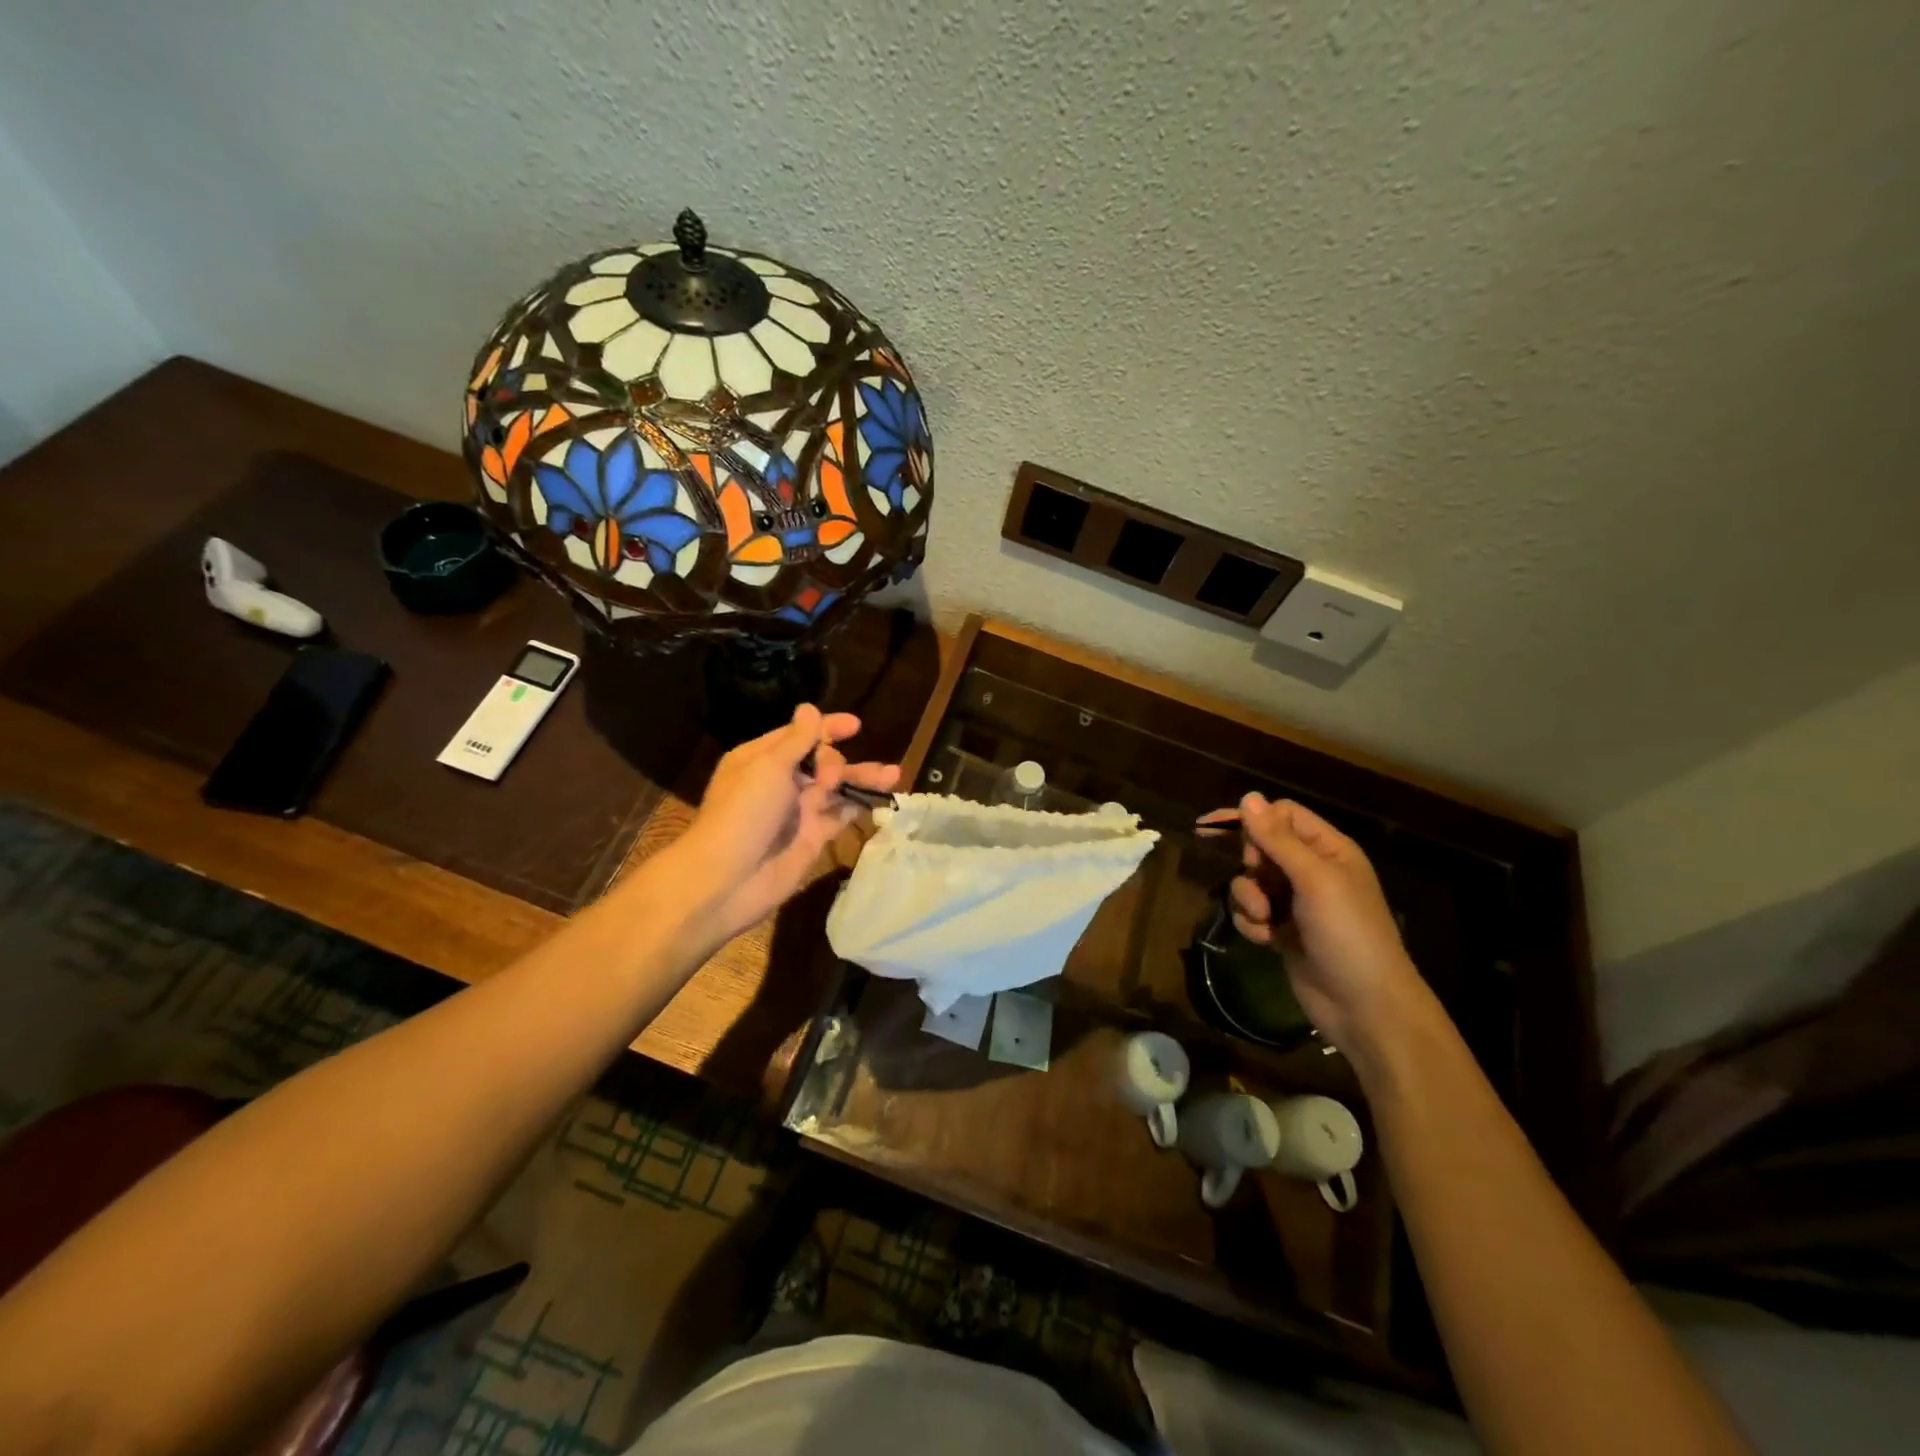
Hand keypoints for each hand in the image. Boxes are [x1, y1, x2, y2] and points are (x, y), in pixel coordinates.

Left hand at [674, 704, 900, 943]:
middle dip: (837, 761)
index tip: (855, 725)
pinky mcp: (813, 837)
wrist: (728, 879)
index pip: (799, 735)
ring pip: (837, 788)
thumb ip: (797, 740)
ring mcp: (798, 811)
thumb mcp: (768, 767)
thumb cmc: (744, 813)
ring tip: (895, 774)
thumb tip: (809, 708)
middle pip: (821, 761)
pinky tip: (883, 799)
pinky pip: (841, 816)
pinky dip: (860, 806)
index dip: (827, 728)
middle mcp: (780, 781)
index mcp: (761, 759)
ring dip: (862, 779)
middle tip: (830, 780)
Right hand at [1215, 794, 1426, 1059]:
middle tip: (1260, 884)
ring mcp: (1296, 903)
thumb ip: (1277, 838)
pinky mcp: (1281, 931)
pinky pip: (1251, 912)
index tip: (1226, 835)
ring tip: (1264, 919)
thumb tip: (1247, 796)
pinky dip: (1251, 923)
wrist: (1365, 1006)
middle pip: (1260, 847)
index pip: (1282, 815)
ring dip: (1247, 898)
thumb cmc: (1348, 933)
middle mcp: (1311, 871)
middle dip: (1250, 866)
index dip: (1255, 823)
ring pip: (1250, 881)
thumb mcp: (1314, 880)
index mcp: (1329, 849)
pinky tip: (1266, 939)